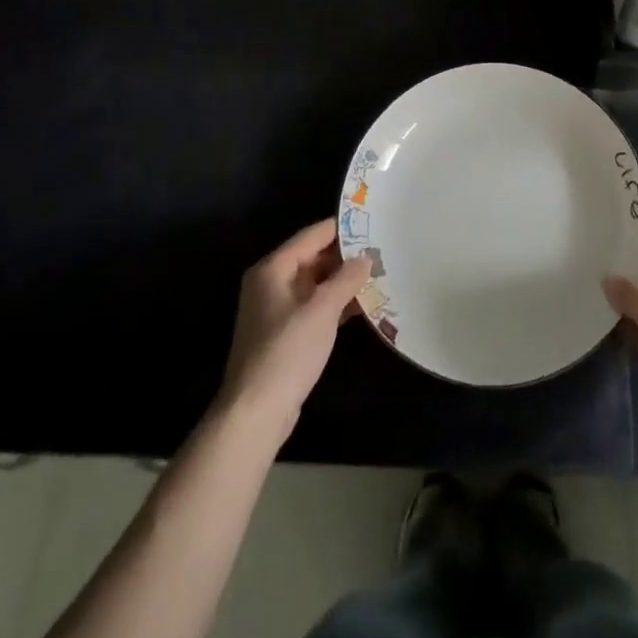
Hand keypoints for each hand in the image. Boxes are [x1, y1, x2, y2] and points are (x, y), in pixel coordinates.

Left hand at [218, 220, 369, 435]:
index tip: (373, 223)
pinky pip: (314, 307)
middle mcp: (271, 283)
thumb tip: (366, 258)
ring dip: (343, 282)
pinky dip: (335, 304)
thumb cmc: (286, 352)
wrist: (255, 414)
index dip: (342, 228)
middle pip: (313, 258)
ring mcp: (276, 310)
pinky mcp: (284, 335)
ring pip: (316, 284)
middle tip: (382, 251)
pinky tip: (363, 306)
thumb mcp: (322, 310)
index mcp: (273, 269)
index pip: (312, 235)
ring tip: (379, 275)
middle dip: (346, 257)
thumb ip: (346, 279)